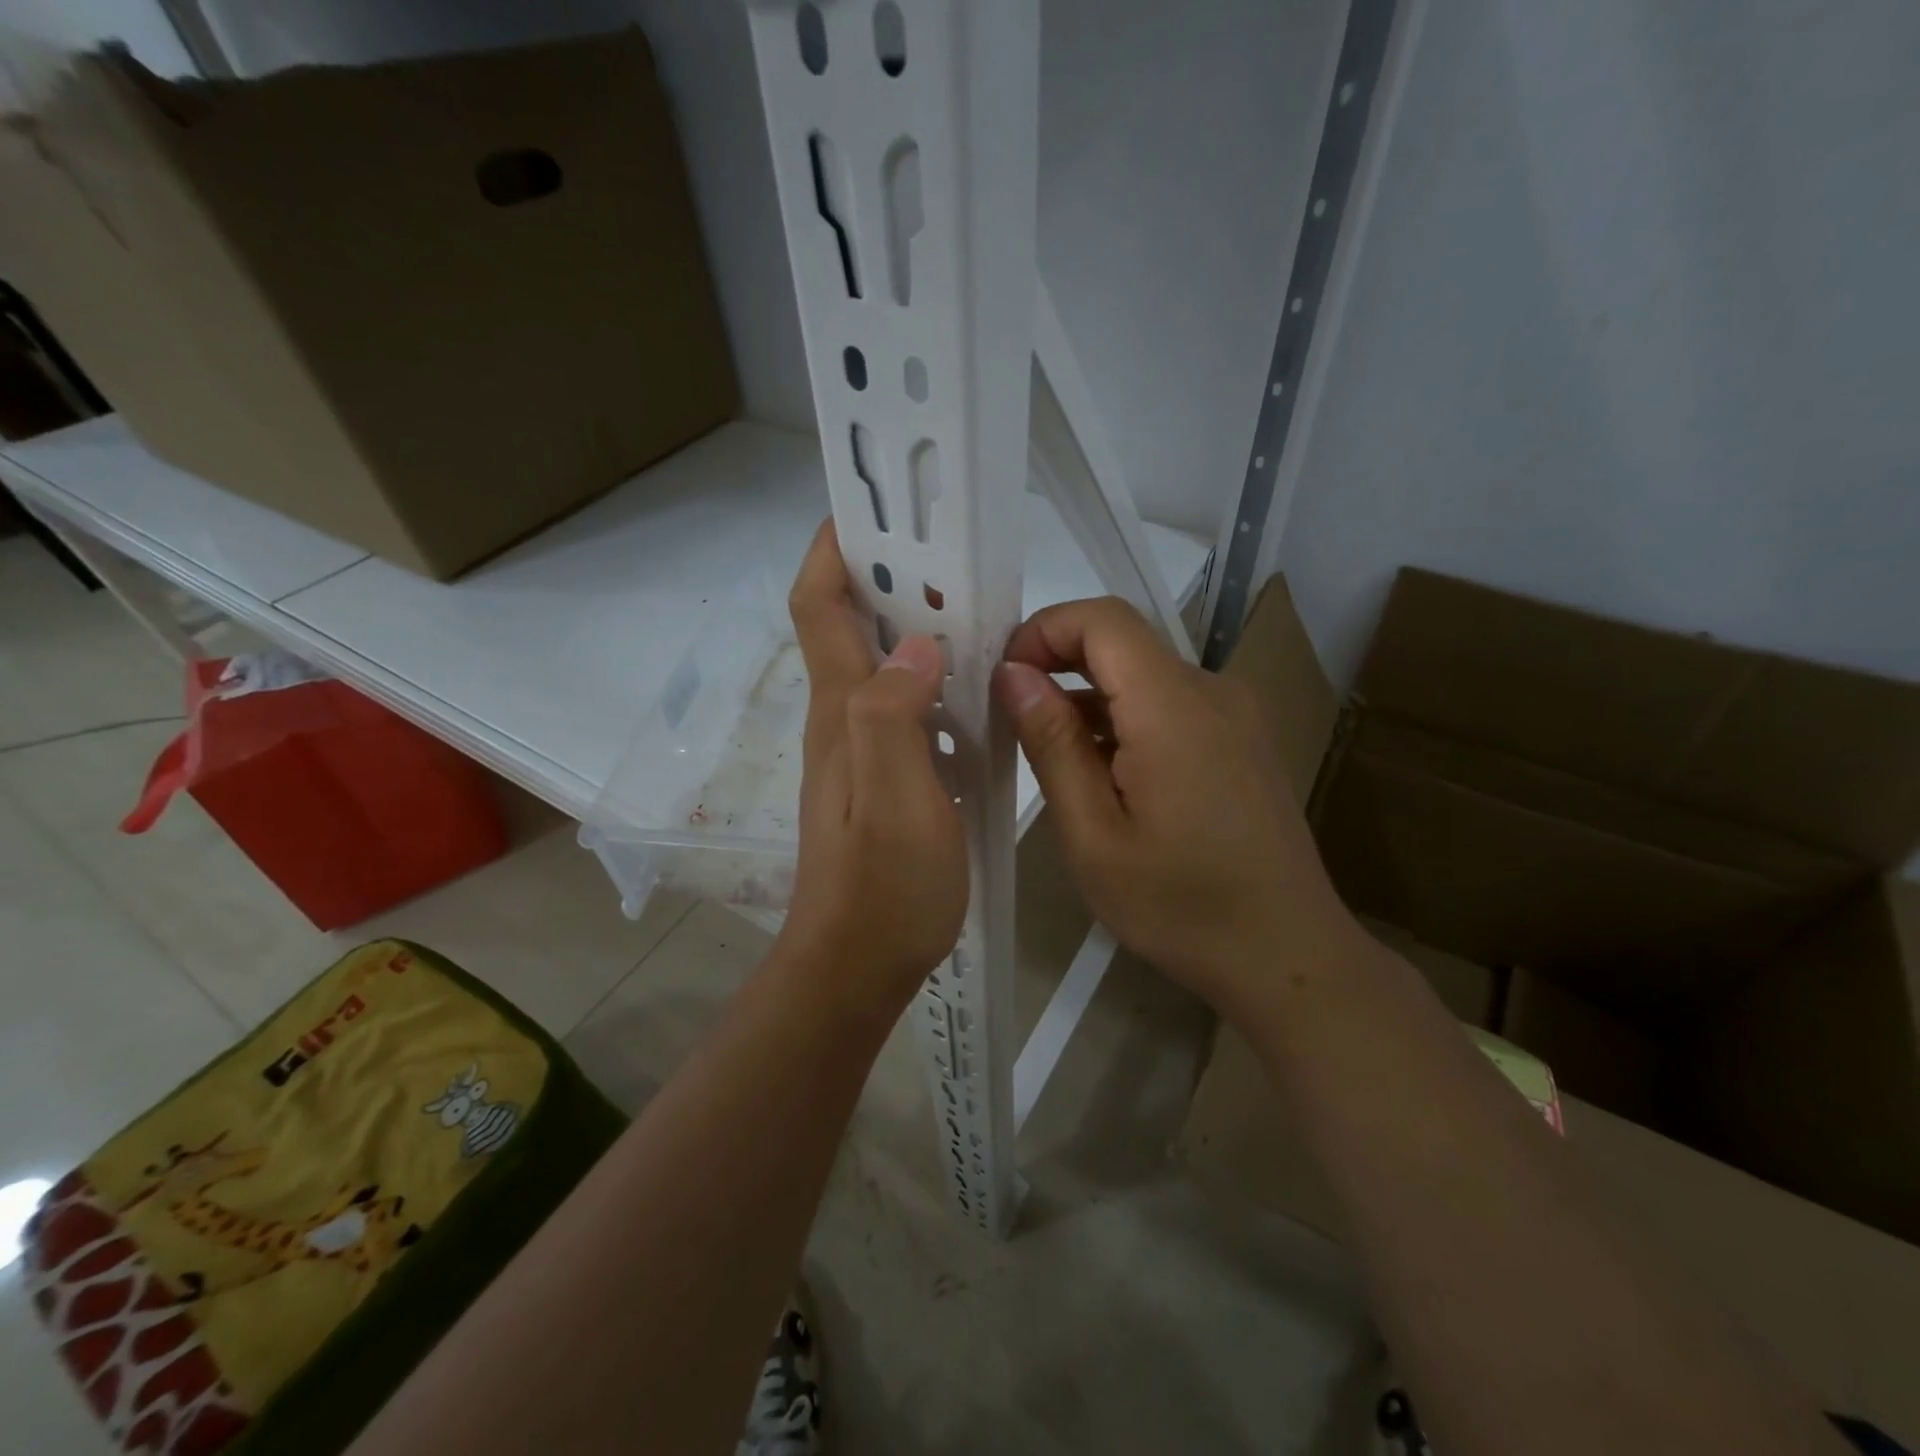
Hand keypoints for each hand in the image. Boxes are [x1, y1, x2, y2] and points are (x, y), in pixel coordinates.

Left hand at [776, 522, 968, 1010]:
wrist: (857, 964)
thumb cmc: (884, 887)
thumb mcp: (897, 800)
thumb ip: (895, 717)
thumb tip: (914, 644)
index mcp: (842, 711)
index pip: (819, 607)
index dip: (833, 550)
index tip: (872, 511)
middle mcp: (842, 718)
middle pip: (846, 626)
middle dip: (884, 576)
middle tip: (946, 552)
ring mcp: (859, 749)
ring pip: (878, 665)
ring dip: (911, 625)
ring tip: (970, 606)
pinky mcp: (881, 777)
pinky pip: (901, 706)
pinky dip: (929, 677)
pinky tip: (971, 686)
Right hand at [994, 598, 1355, 1016]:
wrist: (1289, 956)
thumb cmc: (1181, 906)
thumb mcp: (1094, 835)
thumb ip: (1053, 744)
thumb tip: (1013, 674)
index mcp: (1174, 708)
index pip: (1103, 619)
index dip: (1043, 630)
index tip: (1003, 680)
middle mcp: (1211, 692)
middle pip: (1123, 643)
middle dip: (1057, 665)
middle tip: (1010, 720)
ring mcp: (1234, 715)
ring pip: (1143, 676)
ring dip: (1088, 699)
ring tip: (1049, 758)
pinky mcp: (1240, 739)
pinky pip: (1169, 705)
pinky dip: (1123, 720)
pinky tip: (1101, 776)